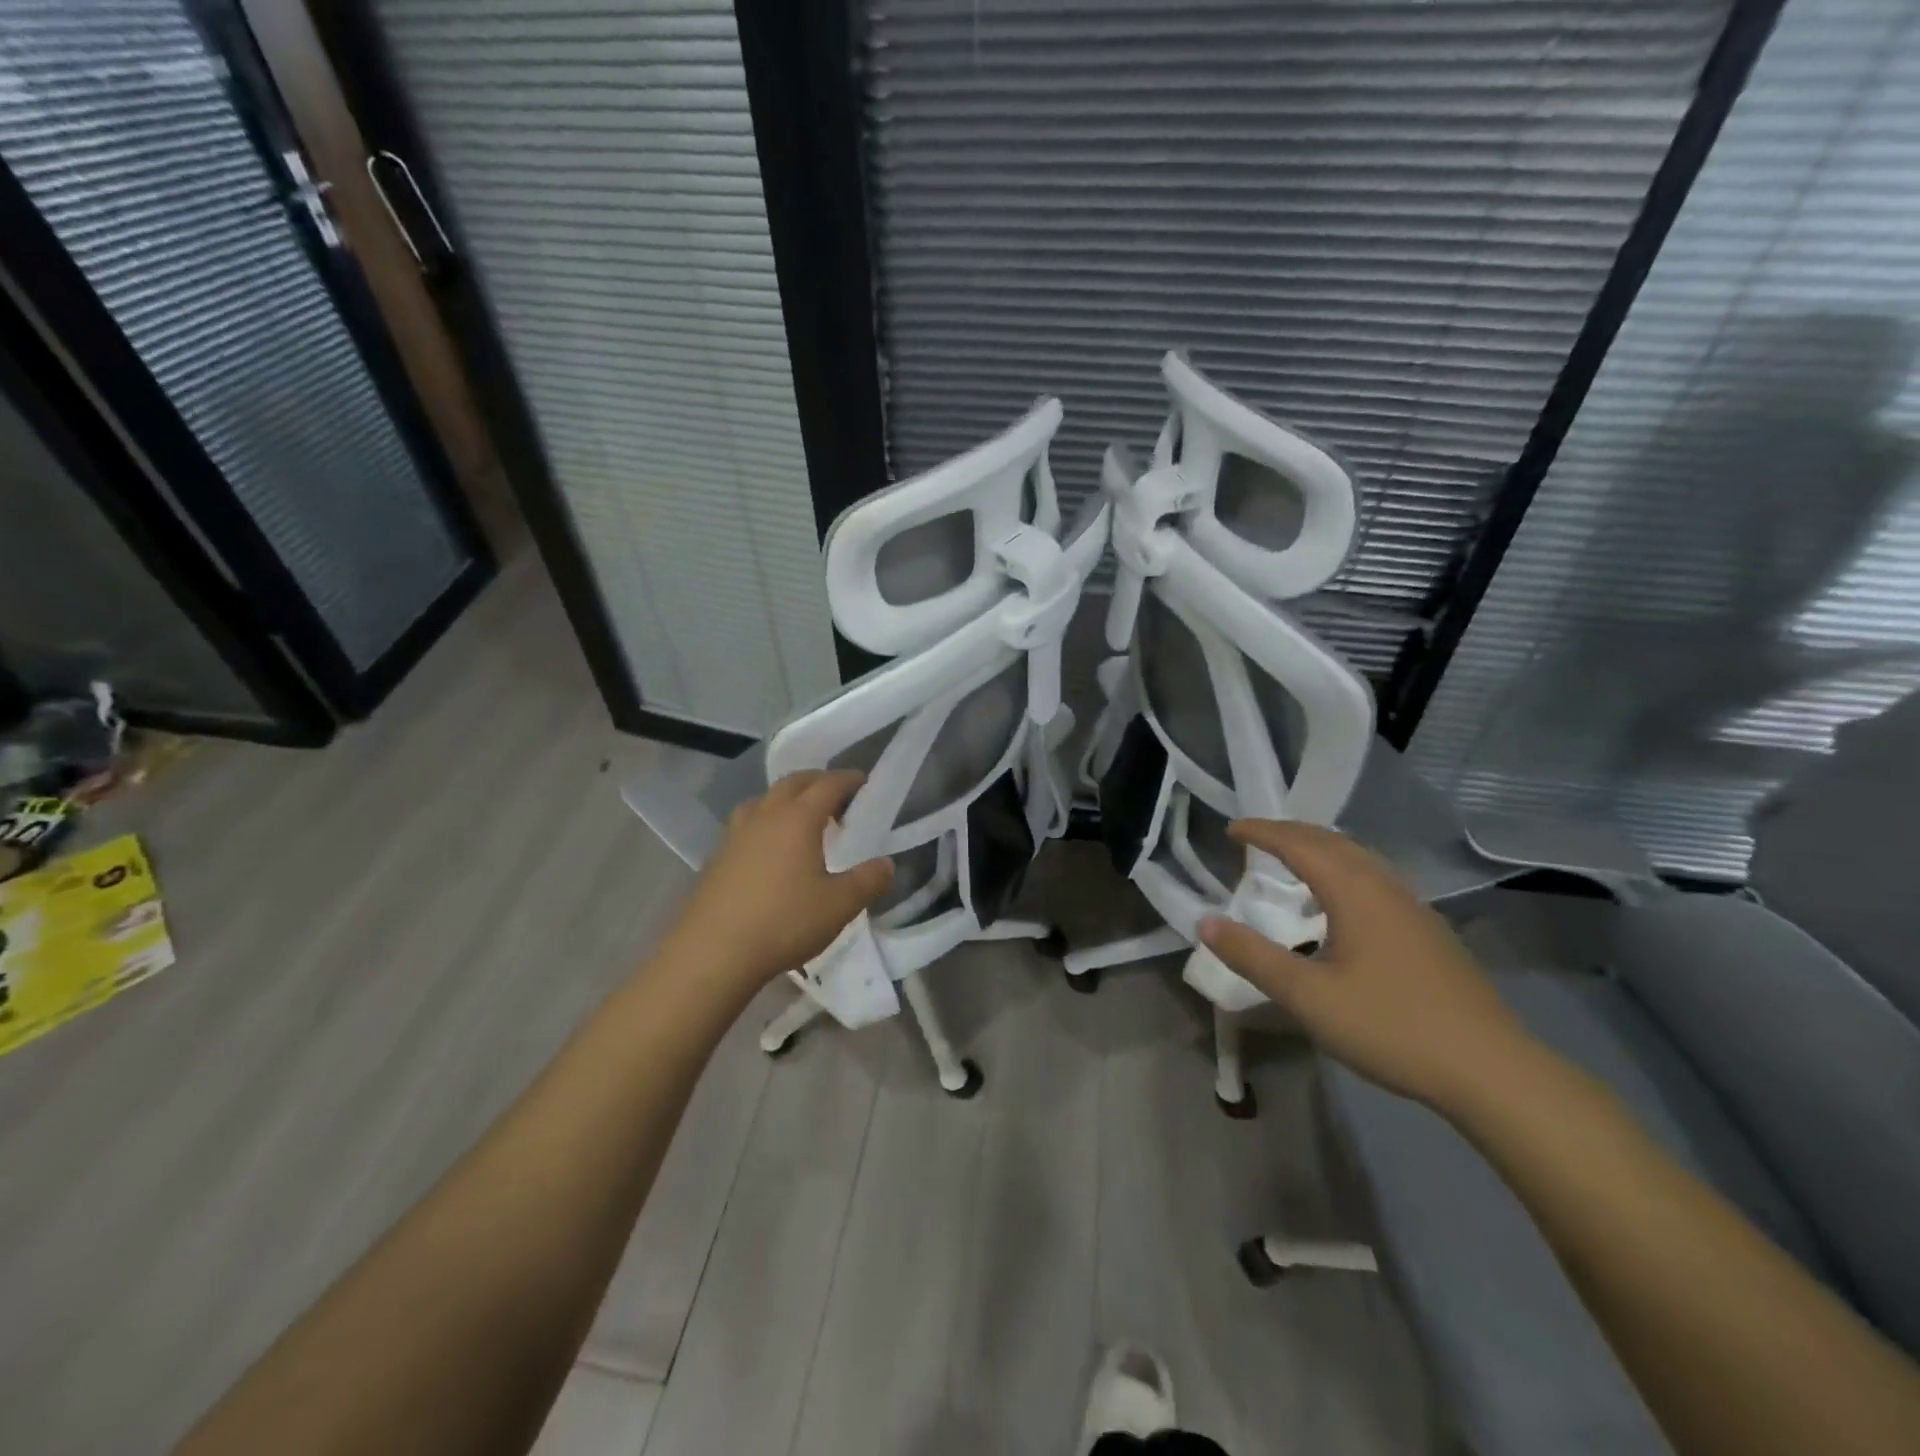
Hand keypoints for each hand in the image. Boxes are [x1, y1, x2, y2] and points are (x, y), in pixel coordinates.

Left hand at [664, 769, 893, 989]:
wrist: (713, 952)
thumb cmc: (784, 921)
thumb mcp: (839, 905)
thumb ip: (868, 881)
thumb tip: (886, 864)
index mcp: (798, 819)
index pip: (827, 785)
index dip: (848, 779)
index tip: (863, 781)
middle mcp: (765, 816)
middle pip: (792, 783)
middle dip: (816, 781)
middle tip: (836, 794)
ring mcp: (736, 835)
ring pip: (763, 800)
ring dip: (785, 799)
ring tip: (800, 817)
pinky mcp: (717, 858)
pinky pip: (746, 825)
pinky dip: (764, 822)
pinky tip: (769, 850)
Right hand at [1199, 820, 1536, 1111]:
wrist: (1491, 1070)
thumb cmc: (1390, 1025)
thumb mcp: (1307, 996)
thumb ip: (1253, 957)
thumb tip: (1205, 922)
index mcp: (1354, 892)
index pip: (1299, 844)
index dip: (1263, 832)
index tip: (1231, 829)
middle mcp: (1385, 887)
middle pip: (1333, 842)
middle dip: (1291, 833)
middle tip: (1256, 837)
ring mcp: (1414, 908)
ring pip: (1360, 859)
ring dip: (1320, 849)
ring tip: (1292, 859)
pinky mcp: (1429, 932)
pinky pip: (1375, 879)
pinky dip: (1343, 870)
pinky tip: (1341, 903)